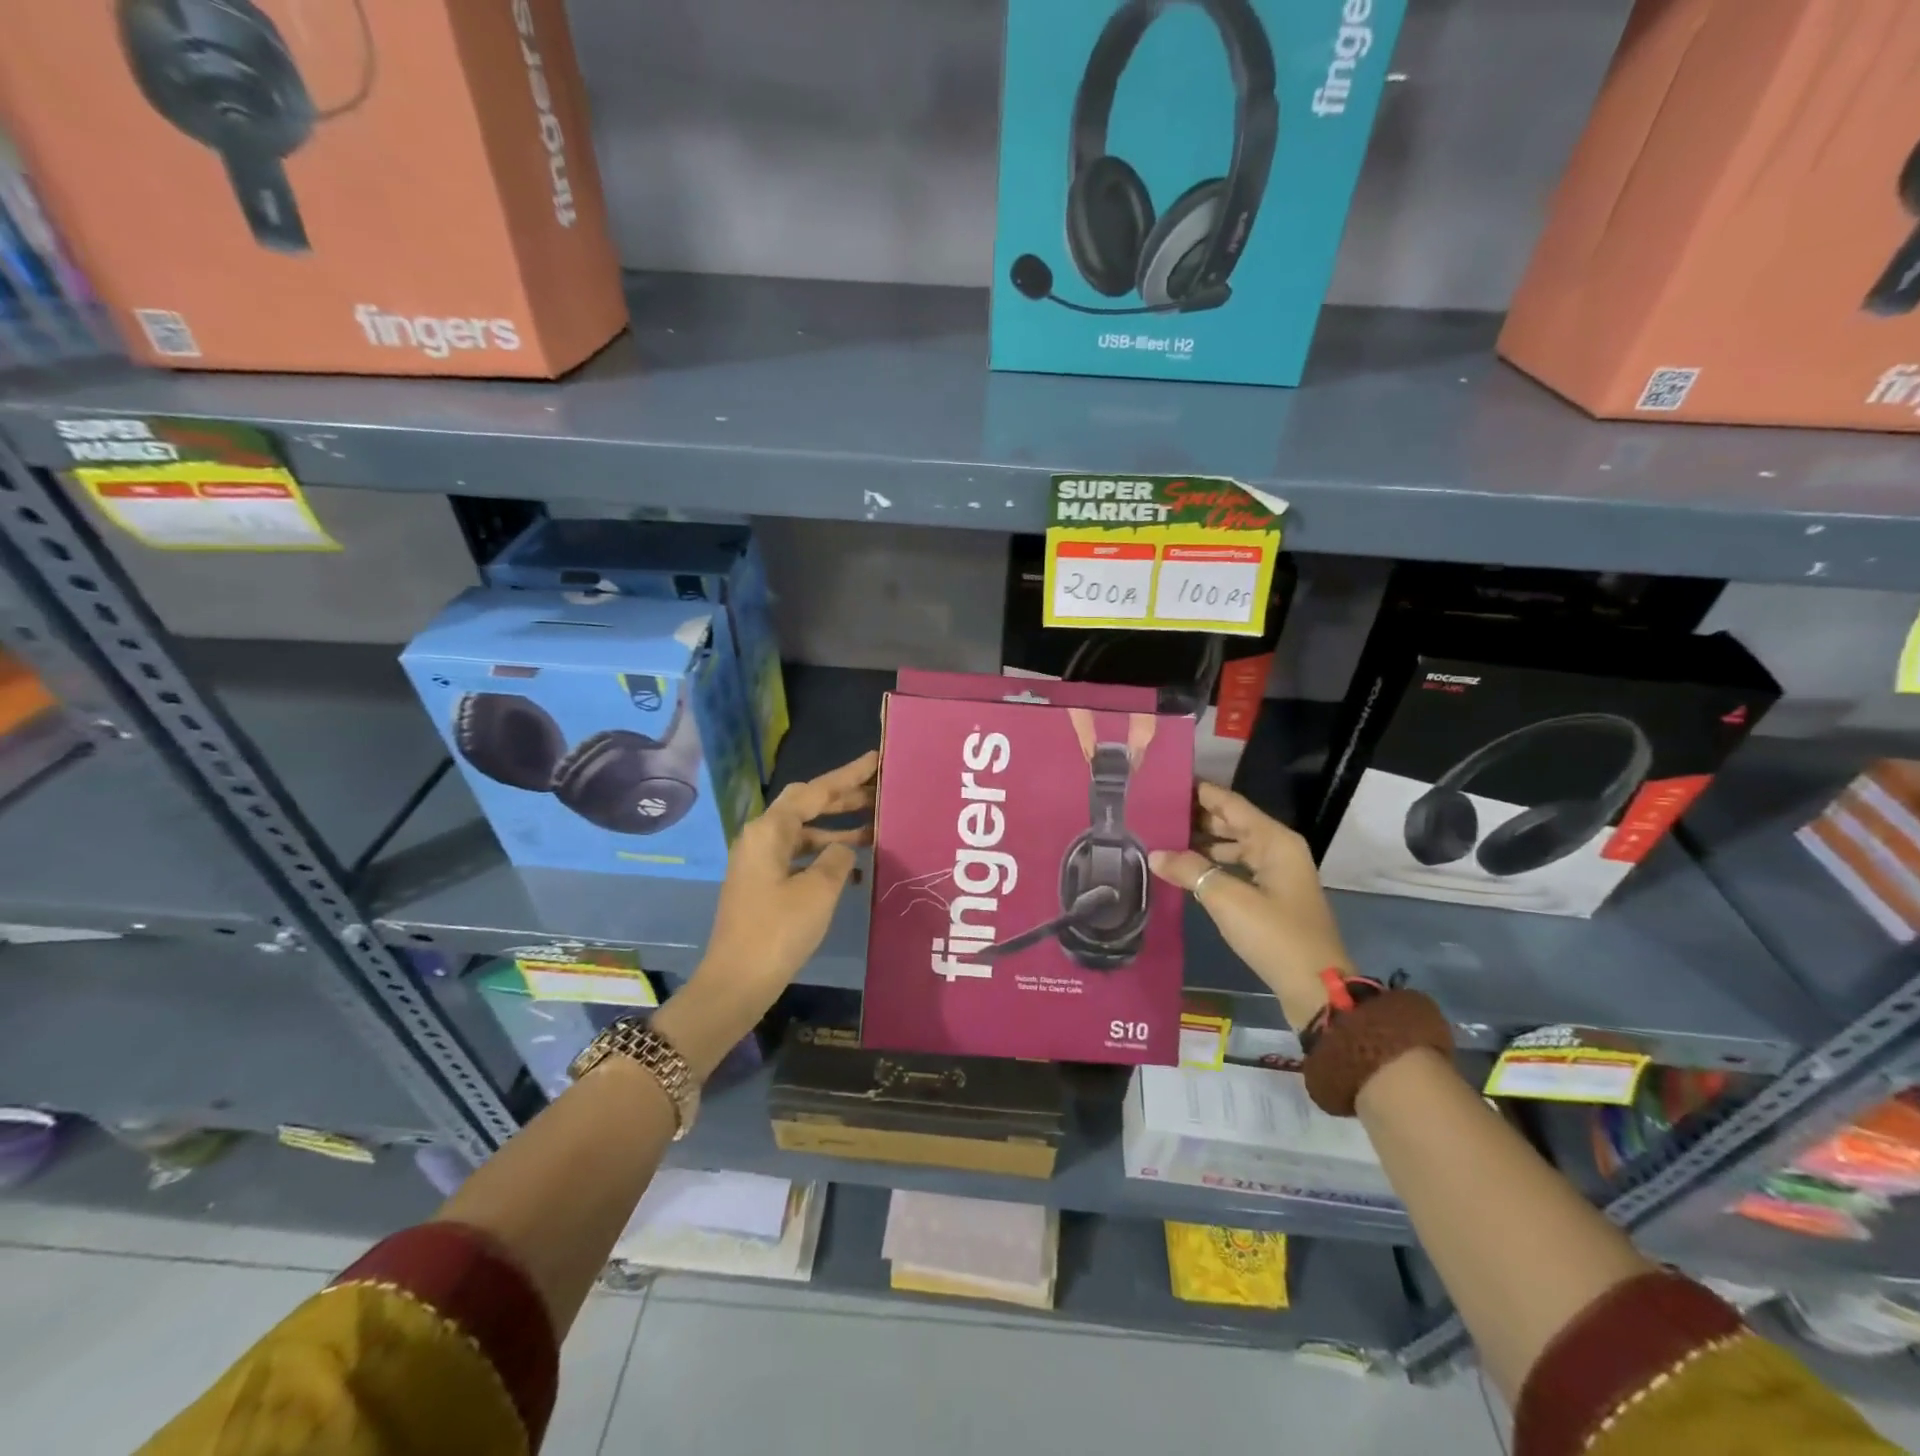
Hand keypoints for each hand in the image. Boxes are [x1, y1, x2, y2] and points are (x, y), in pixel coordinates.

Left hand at [656, 751, 876, 1074]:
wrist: (736, 982)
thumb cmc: (778, 931)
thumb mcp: (818, 891)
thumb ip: (837, 858)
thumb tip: (843, 847)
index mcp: (769, 831)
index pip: (814, 791)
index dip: (847, 775)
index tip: (875, 760)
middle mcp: (761, 838)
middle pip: (806, 806)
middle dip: (843, 798)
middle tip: (879, 793)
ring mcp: (759, 862)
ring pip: (804, 832)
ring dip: (837, 828)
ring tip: (876, 829)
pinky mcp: (763, 884)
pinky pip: (799, 856)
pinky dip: (825, 854)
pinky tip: (852, 867)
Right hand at [1149, 782, 1354, 1028]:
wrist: (1316, 988)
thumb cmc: (1275, 935)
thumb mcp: (1227, 899)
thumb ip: (1190, 870)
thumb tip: (1155, 854)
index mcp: (1274, 840)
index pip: (1230, 803)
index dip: (1199, 792)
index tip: (1166, 783)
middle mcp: (1278, 849)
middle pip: (1232, 822)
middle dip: (1195, 817)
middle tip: (1155, 812)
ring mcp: (1276, 874)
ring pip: (1232, 847)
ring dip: (1201, 843)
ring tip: (1162, 839)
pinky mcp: (1271, 897)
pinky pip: (1236, 868)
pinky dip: (1211, 865)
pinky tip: (1184, 870)